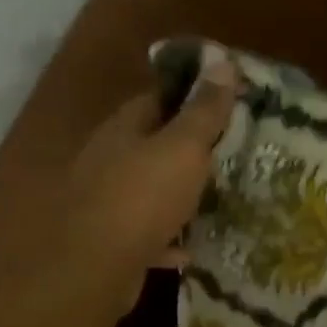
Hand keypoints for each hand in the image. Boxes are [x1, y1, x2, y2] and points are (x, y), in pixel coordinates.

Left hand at [68, 48, 237, 313]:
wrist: (97, 265)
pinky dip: (168, 239)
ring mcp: (108, 204)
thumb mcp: (183, 147)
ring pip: (149, 192)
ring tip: (214, 200)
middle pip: (152, 146)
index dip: (191, 97)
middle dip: (186, 149)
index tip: (225, 103)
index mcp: (125, 130)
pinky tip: (190, 248)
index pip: (158, 99)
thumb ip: (203, 111)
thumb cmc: (142, 197)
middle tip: (229, 154)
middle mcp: (110, 161)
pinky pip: (148, 236)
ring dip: (178, 195)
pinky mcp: (114, 243)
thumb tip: (222, 61)